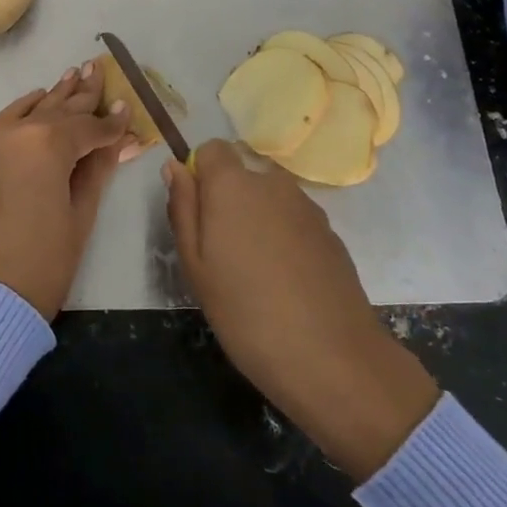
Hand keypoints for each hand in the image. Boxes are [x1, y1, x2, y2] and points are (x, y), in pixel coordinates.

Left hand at [0, 61, 139, 318]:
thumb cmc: (43, 262)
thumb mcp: (81, 213)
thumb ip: (99, 165)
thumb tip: (122, 135)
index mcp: (44, 144)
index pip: (87, 127)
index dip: (110, 122)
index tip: (127, 108)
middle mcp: (10, 130)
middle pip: (55, 108)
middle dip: (81, 94)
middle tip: (97, 69)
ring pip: (25, 110)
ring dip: (51, 99)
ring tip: (72, 77)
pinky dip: (20, 117)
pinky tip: (35, 107)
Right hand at [164, 139, 439, 478]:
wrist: (331, 357)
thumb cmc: (245, 312)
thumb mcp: (195, 265)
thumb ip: (183, 208)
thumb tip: (175, 168)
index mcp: (233, 185)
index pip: (212, 149)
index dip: (200, 174)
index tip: (198, 216)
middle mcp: (273, 183)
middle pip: (243, 175)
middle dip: (229, 201)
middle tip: (223, 254)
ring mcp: (308, 207)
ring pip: (270, 199)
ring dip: (258, 220)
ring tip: (256, 274)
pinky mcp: (331, 233)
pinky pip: (295, 221)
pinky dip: (285, 239)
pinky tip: (286, 283)